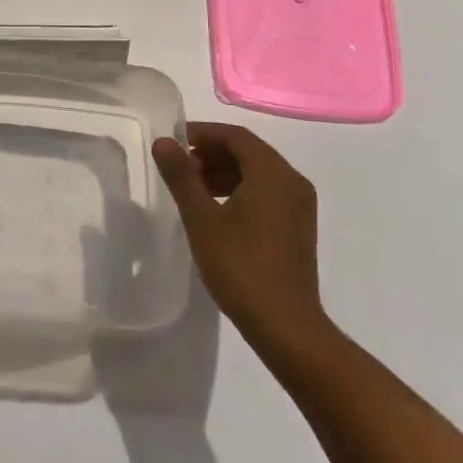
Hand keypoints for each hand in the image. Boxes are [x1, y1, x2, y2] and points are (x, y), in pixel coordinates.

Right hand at [154, 121, 325, 345]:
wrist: (287, 328)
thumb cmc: (241, 266)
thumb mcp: (202, 219)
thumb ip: (182, 176)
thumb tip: (163, 142)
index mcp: (273, 172)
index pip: (235, 136)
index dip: (202, 134)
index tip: (174, 143)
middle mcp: (292, 181)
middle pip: (248, 152)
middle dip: (211, 154)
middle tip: (180, 168)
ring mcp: (299, 206)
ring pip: (257, 174)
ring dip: (224, 173)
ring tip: (192, 190)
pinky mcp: (298, 228)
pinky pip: (267, 193)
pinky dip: (240, 191)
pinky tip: (216, 211)